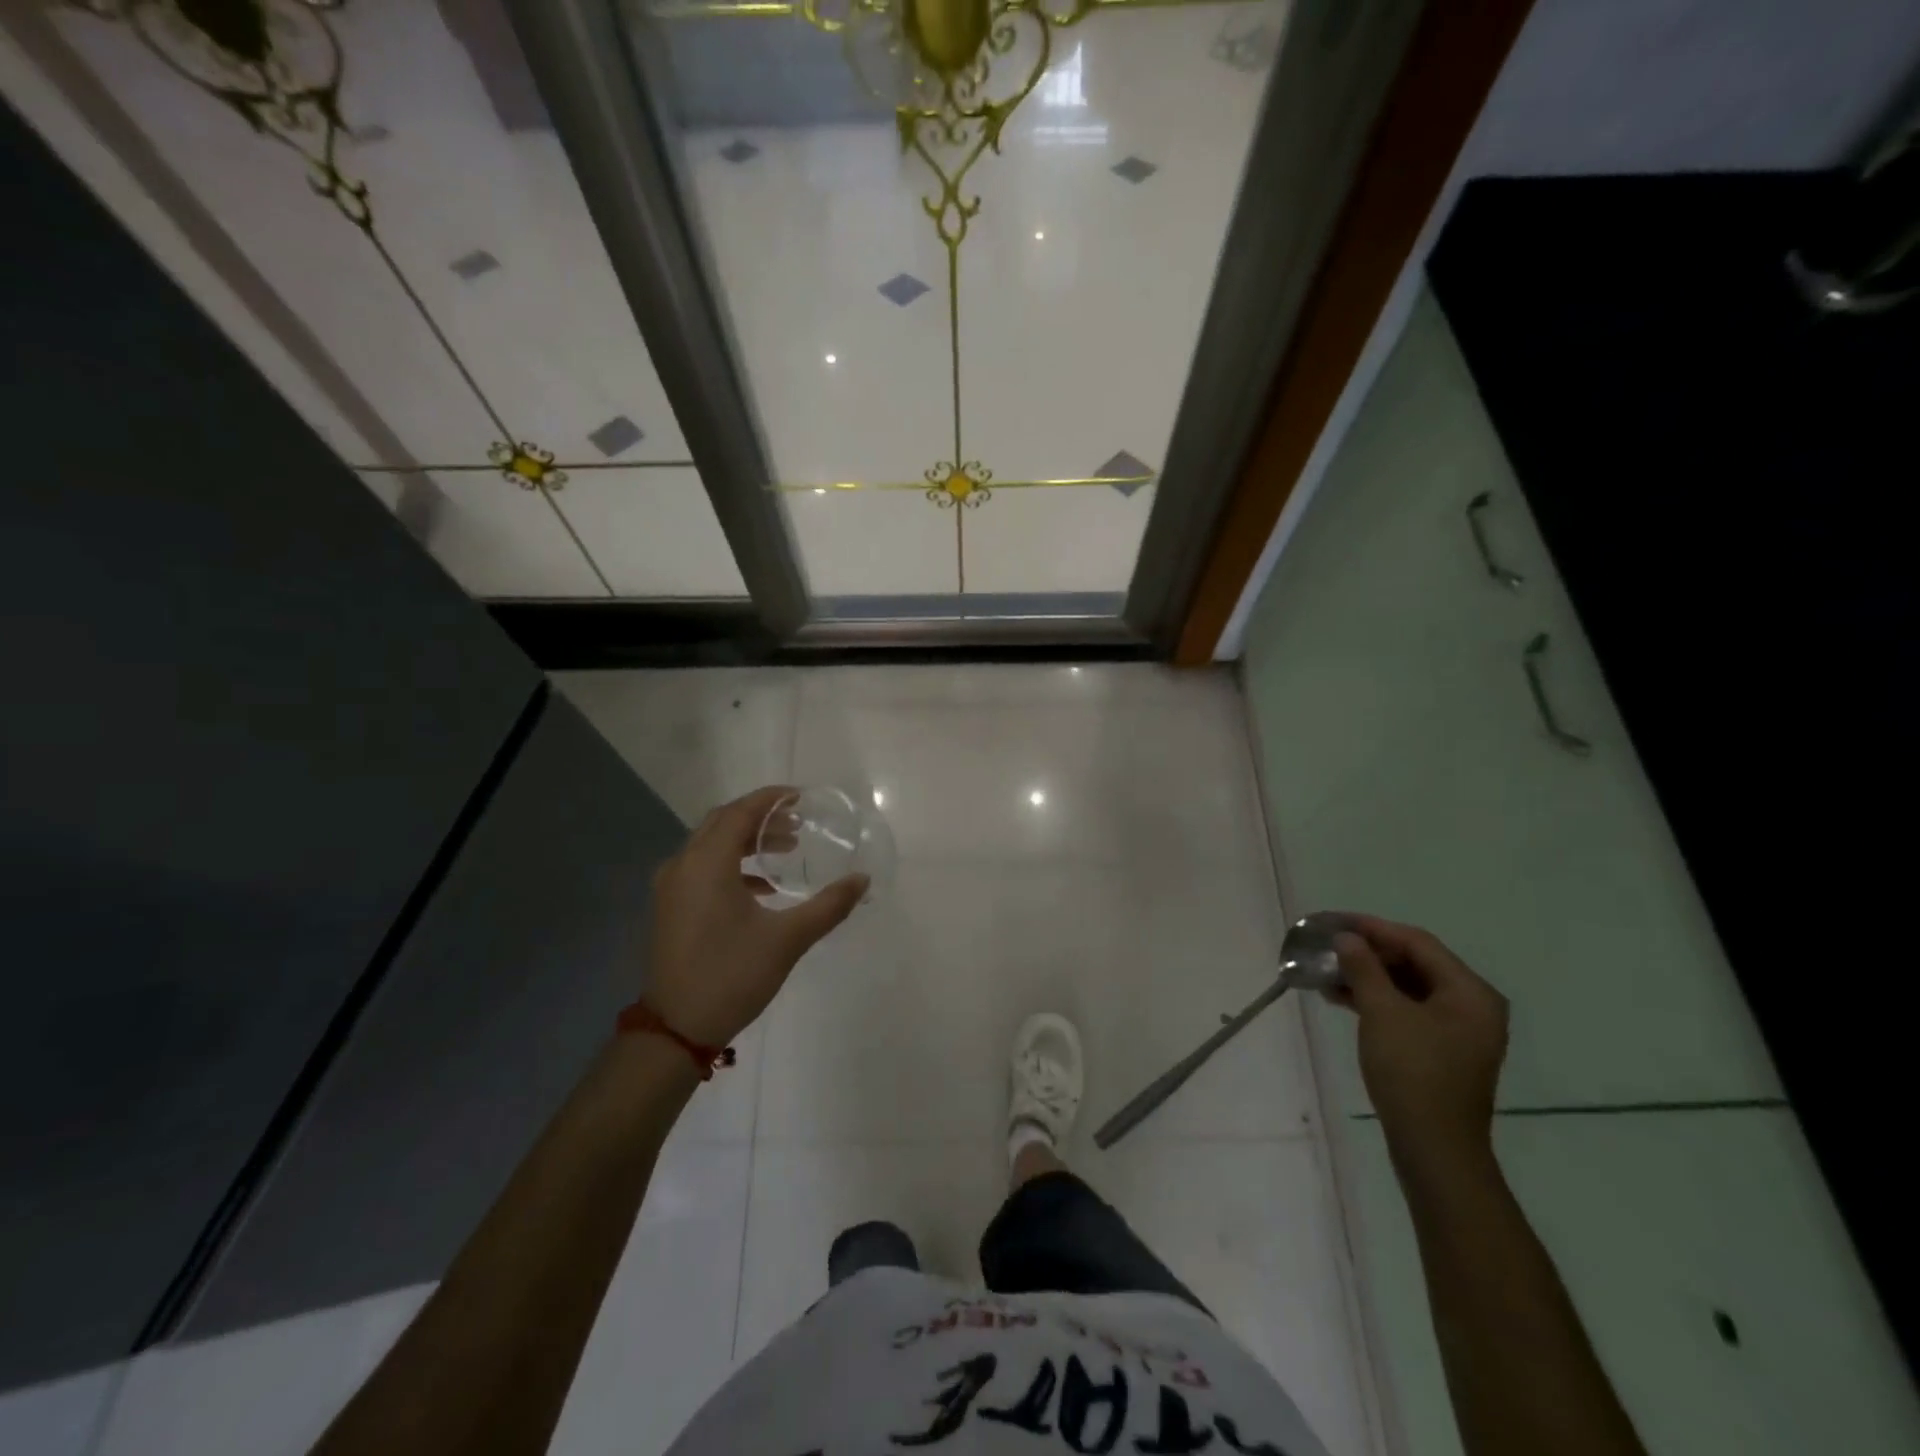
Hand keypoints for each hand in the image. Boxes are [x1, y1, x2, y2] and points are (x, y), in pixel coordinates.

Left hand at [643, 786, 866, 1046]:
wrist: (676, 1029)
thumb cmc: (732, 976)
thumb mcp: (788, 939)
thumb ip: (828, 905)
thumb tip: (862, 880)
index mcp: (707, 864)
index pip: (740, 812)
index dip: (771, 799)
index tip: (800, 797)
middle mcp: (683, 865)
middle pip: (722, 823)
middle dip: (760, 817)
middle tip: (797, 822)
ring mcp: (671, 887)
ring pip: (711, 845)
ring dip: (747, 840)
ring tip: (786, 849)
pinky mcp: (670, 907)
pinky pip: (702, 868)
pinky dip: (732, 865)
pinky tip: (762, 887)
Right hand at [1331, 915, 1507, 1168]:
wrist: (1434, 1148)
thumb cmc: (1413, 1072)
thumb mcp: (1383, 1013)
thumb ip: (1364, 968)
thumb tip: (1348, 939)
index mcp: (1470, 992)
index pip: (1418, 943)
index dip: (1373, 928)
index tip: (1335, 921)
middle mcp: (1472, 1006)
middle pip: (1415, 963)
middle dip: (1369, 953)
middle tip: (1328, 946)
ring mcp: (1458, 1031)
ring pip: (1408, 988)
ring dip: (1368, 977)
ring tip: (1326, 972)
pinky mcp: (1441, 1051)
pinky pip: (1407, 1011)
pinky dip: (1376, 1001)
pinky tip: (1342, 999)